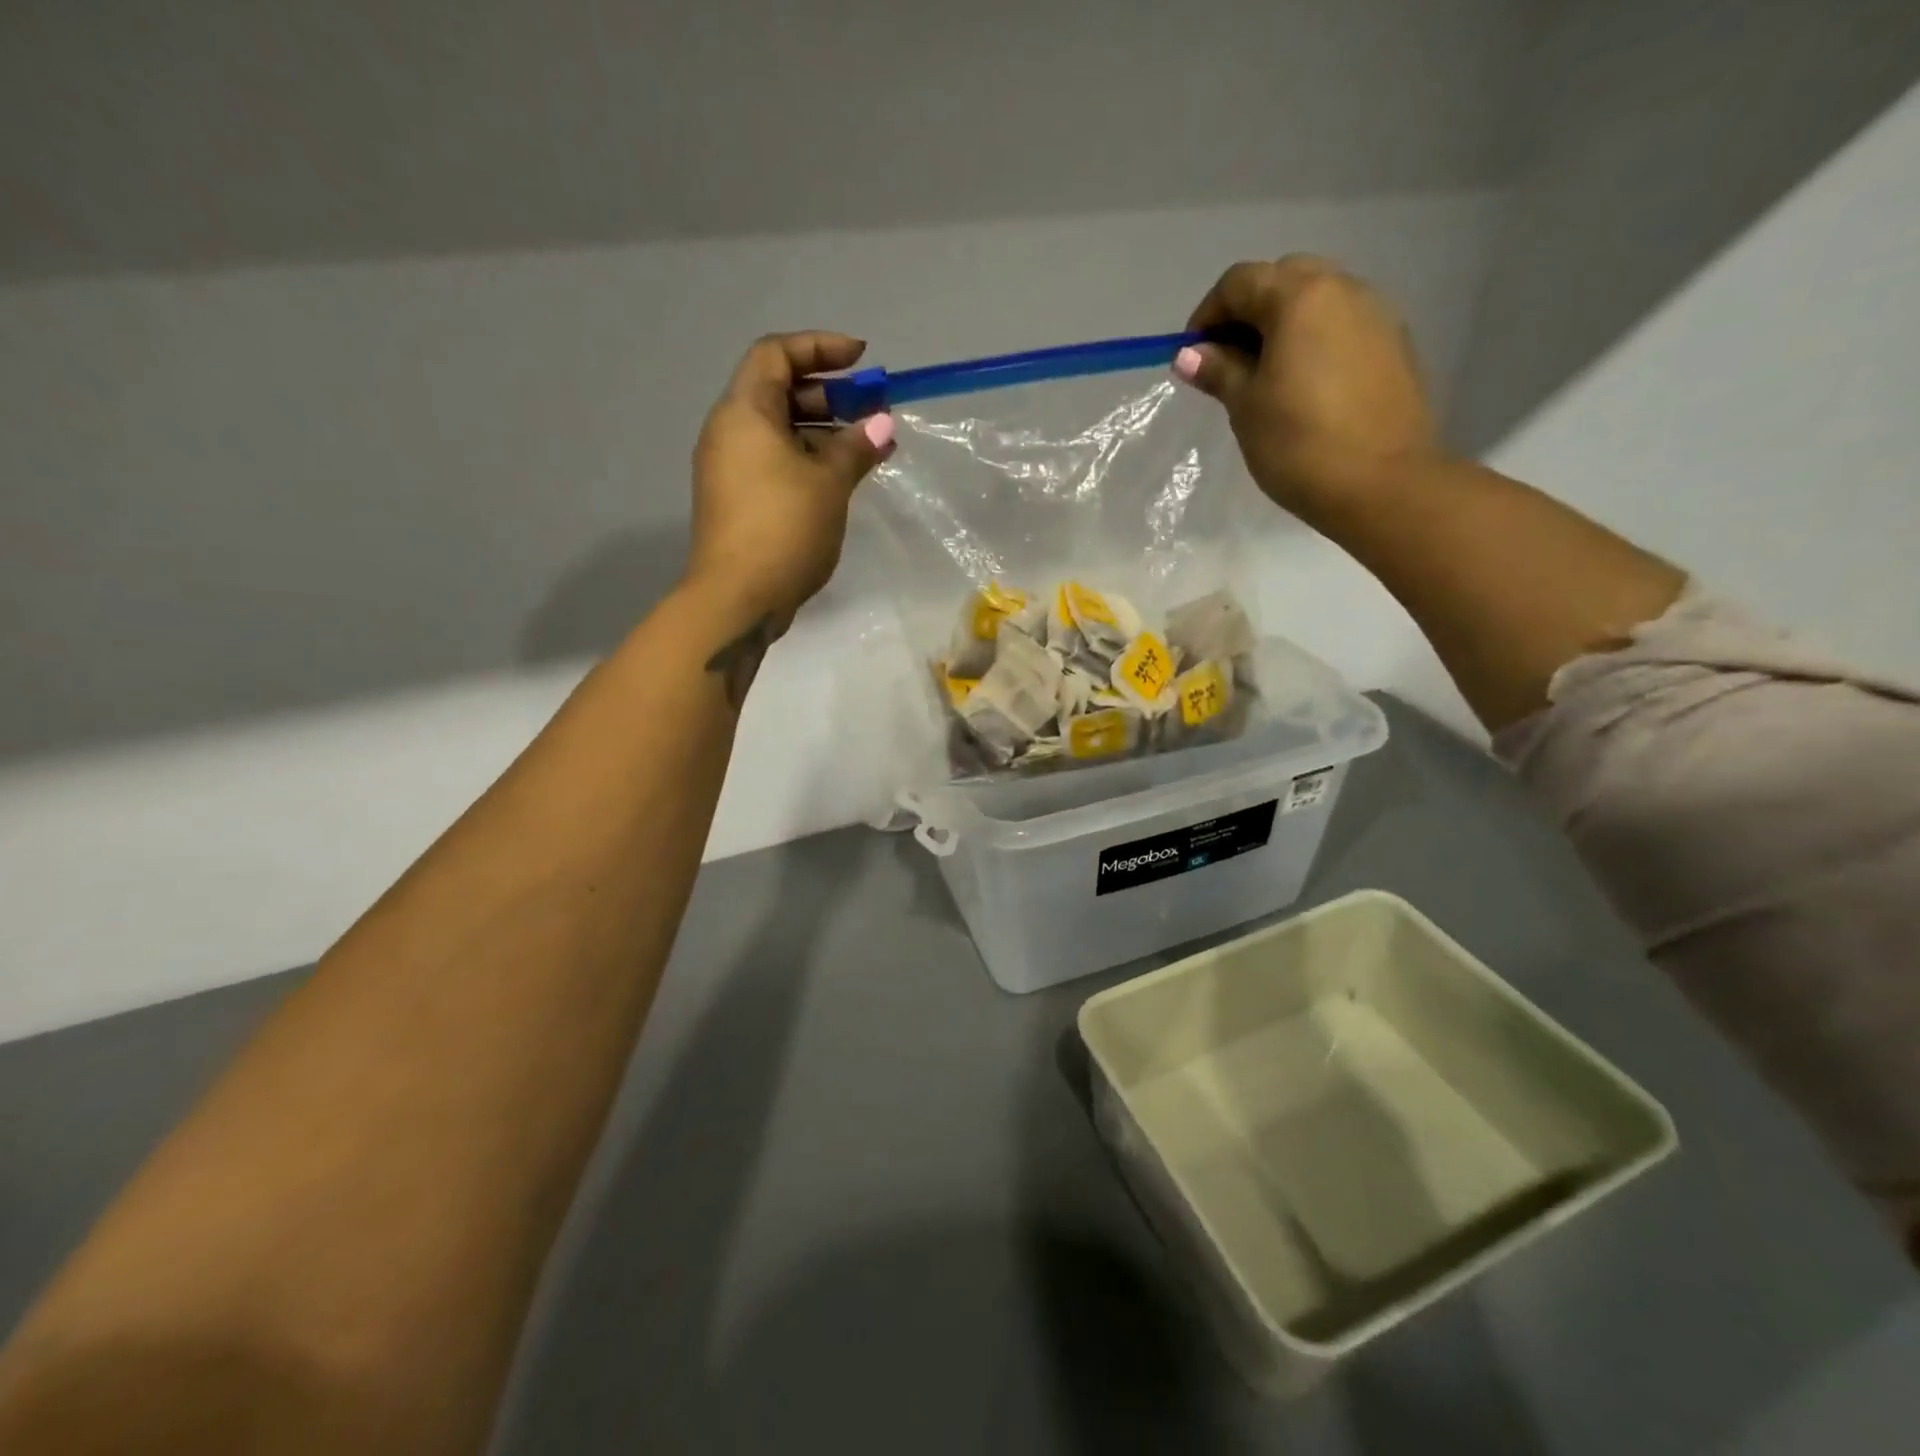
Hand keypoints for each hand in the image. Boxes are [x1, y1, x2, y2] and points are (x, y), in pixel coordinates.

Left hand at [686, 331, 894, 625]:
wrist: (737, 598)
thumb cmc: (784, 528)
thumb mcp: (830, 482)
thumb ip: (856, 446)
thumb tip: (882, 424)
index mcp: (744, 412)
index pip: (776, 353)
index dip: (819, 347)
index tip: (862, 360)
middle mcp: (729, 431)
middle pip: (778, 391)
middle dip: (828, 395)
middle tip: (871, 412)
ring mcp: (729, 468)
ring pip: (778, 432)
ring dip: (822, 432)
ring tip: (866, 450)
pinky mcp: (737, 500)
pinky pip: (774, 462)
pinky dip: (807, 459)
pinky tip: (840, 480)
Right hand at [1176, 256, 1440, 520]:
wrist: (1383, 484)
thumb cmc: (1299, 445)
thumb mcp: (1246, 407)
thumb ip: (1219, 371)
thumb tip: (1190, 354)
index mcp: (1300, 297)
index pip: (1239, 281)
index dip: (1207, 314)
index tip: (1193, 357)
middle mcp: (1344, 289)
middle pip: (1283, 278)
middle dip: (1248, 311)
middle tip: (1228, 362)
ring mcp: (1377, 314)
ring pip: (1318, 300)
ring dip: (1284, 325)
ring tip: (1265, 377)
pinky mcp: (1395, 345)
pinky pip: (1343, 325)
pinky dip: (1315, 341)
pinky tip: (1304, 387)